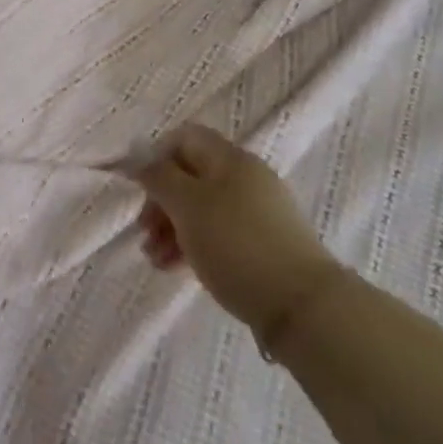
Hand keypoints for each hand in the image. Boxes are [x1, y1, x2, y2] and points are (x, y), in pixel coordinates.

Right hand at [133, 126, 342, 345]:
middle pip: (191, 175)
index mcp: (229, 158)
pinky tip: (177, 268)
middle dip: (161, 201)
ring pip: (203, 207)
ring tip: (155, 260)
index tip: (140, 189)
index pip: (185, 138)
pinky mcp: (264, 244)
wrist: (302, 306)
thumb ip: (159, 177)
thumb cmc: (236, 244)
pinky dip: (194, 244)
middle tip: (144, 232)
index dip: (157, 157)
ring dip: (172, 228)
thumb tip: (141, 160)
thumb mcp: (187, 206)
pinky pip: (219, 232)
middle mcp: (246, 177)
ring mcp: (258, 212)